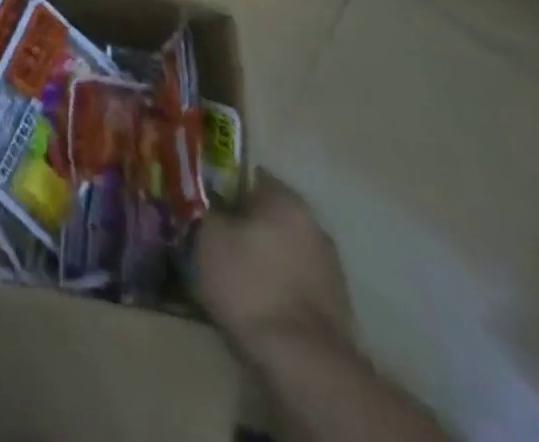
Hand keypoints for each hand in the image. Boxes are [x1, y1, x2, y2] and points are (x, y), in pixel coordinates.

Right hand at [193, 170, 354, 359]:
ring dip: (262, 256)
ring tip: (231, 272)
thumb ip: (209, 209)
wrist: (302, 363)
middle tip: (213, 235)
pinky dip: (276, 285)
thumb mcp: (209, 236)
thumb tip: (210, 204)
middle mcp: (314, 225)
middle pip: (269, 214)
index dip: (223, 185)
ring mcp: (330, 269)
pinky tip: (255, 300)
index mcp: (286, 200)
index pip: (250, 176)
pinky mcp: (335, 307)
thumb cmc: (249, 284)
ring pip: (283, 249)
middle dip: (244, 222)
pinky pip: (294, 282)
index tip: (203, 200)